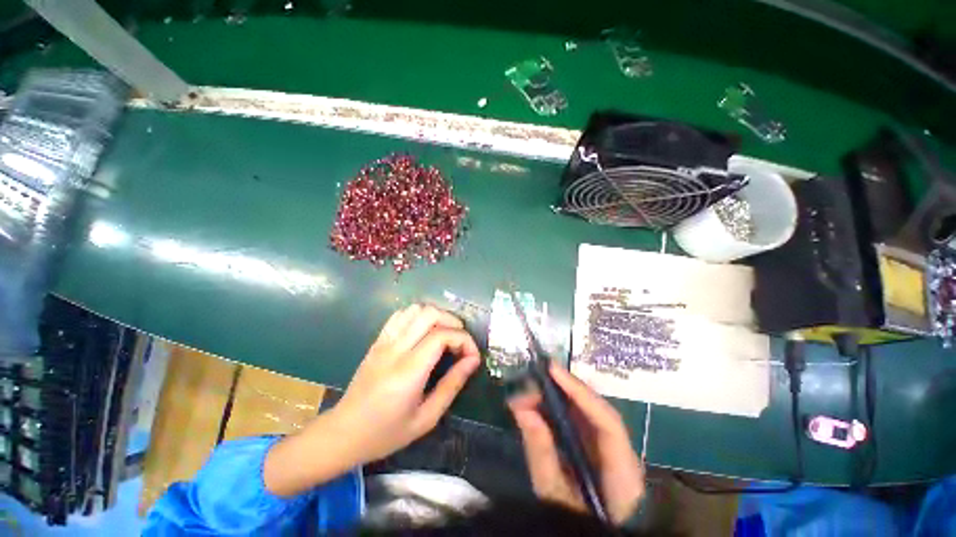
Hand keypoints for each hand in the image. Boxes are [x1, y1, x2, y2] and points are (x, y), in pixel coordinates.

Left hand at [332, 304, 481, 463]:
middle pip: (430, 314)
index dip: (464, 340)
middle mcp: (396, 349)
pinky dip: (417, 316)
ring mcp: (384, 342)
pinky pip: (400, 315)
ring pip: (415, 309)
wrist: (343, 433)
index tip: (472, 356)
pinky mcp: (377, 340)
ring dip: (436, 316)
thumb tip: (473, 360)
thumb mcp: (427, 418)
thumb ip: (452, 385)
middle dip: (453, 322)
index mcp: (408, 371)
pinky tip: (423, 331)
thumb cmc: (386, 433)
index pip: (442, 336)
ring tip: (445, 334)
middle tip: (460, 342)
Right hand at [508, 364, 644, 523]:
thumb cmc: (578, 520)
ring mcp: (611, 449)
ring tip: (530, 389)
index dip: (579, 391)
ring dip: (558, 396)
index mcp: (623, 471)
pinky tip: (540, 403)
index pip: (606, 420)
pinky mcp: (599, 448)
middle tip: (532, 378)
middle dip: (563, 389)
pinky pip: (580, 421)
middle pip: (595, 409)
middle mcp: (622, 452)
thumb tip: (522, 409)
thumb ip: (541, 452)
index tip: (552, 369)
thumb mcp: (553, 493)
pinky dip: (559, 409)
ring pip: (586, 412)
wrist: (598, 532)